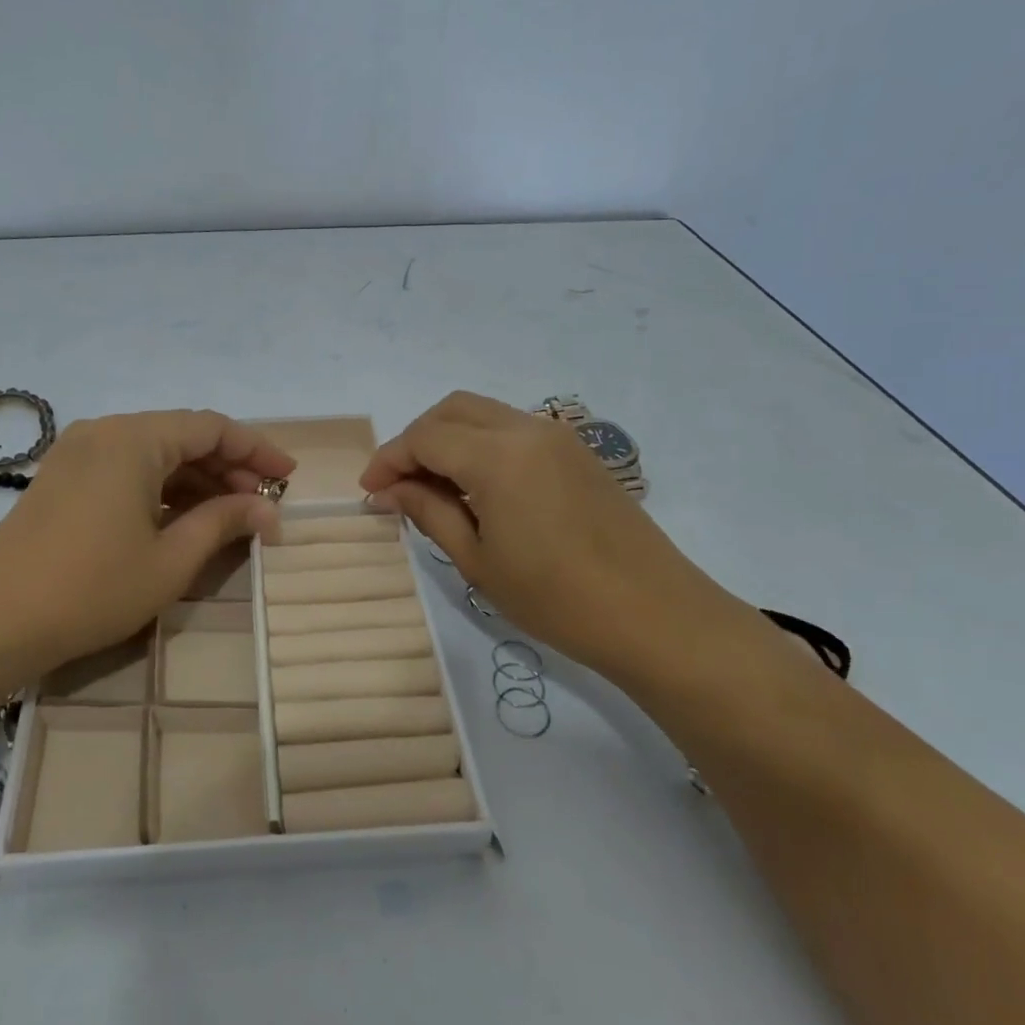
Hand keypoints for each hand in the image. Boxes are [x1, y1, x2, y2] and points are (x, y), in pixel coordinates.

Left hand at [0, 410, 295, 675]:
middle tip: (262, 505)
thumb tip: (269, 512)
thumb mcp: (170, 560)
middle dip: (228, 468)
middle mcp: (106, 432)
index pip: (213, 428)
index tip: (289, 477)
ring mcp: (79, 453)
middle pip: (183, 437)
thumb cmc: (91, 589)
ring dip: (196, 480)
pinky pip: (127, 469)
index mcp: (134, 439)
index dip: (257, 450)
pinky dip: (162, 488)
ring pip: (155, 454)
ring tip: (230, 516)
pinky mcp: (63, 478)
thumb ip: (224, 523)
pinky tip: (182, 518)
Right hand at [359, 392, 746, 676]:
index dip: (389, 460)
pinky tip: (477, 488)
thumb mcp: (477, 560)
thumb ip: (428, 512)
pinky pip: (513, 430)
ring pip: (484, 414)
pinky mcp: (577, 452)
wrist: (655, 615)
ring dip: (449, 439)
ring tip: (434, 488)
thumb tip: (388, 490)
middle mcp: (526, 430)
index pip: (424, 437)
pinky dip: (481, 444)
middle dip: (416, 440)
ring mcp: (558, 437)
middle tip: (399, 484)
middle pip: (452, 410)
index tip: (370, 491)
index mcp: (497, 456)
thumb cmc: (555, 598)